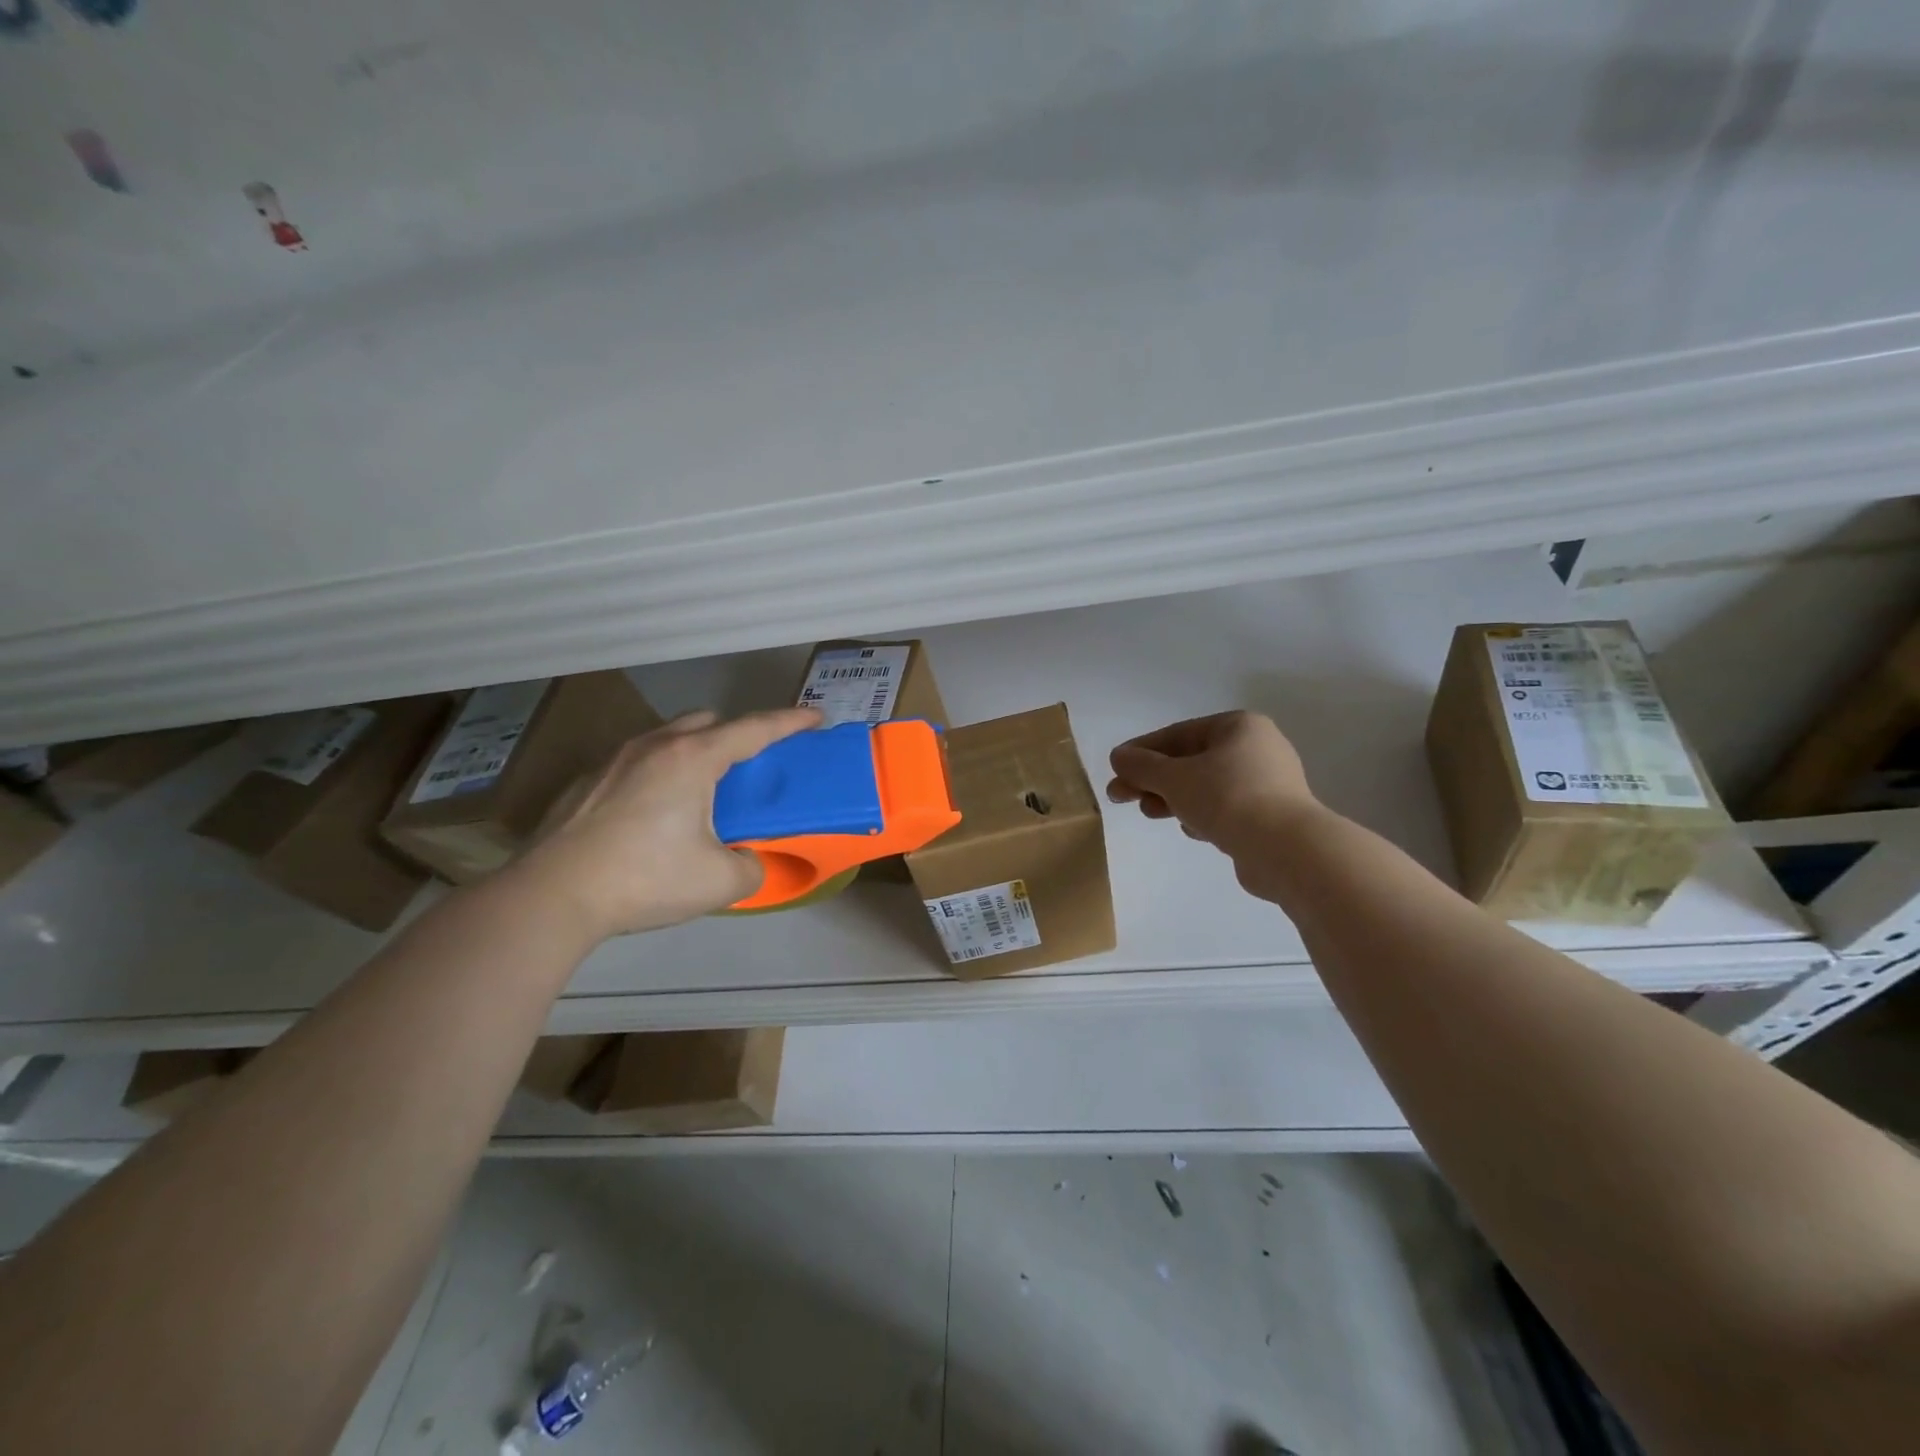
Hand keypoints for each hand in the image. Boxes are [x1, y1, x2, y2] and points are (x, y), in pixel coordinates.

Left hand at [508, 707, 821, 939]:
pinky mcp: (586, 781)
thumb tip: (748, 860)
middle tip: (750, 766)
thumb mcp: (719, 882)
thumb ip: (751, 866)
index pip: (755, 729)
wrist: (551, 896)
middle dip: (736, 734)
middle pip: (708, 722)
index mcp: (693, 759)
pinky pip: (637, 762)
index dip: (791, 721)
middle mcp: (655, 747)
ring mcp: (615, 760)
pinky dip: (658, 774)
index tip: (816, 717)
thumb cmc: (644, 879)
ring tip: (700, 792)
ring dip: (694, 751)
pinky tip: (651, 815)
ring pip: (668, 738)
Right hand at [1107, 711, 1319, 865]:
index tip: (1115, 769)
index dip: (1141, 751)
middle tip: (1121, 797)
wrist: (1287, 850)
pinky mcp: (1271, 816)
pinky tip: (1190, 830)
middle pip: (1190, 761)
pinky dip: (1202, 815)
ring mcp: (1268, 784)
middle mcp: (1257, 748)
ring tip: (1150, 814)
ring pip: (1206, 787)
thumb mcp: (1174, 778)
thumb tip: (1118, 757)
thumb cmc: (1227, 799)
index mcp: (1238, 727)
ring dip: (1173, 799)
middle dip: (1153, 780)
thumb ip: (1142, 766)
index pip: (1178, 734)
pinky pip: (1225, 809)